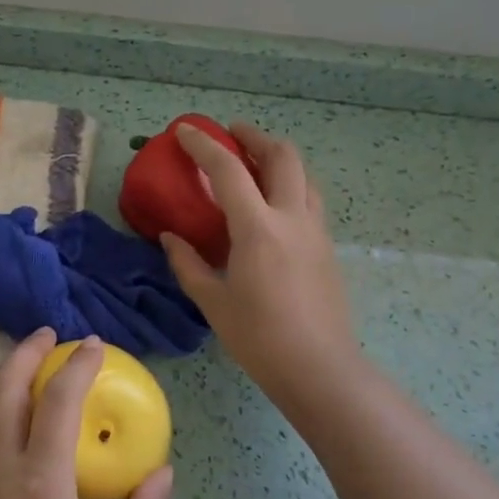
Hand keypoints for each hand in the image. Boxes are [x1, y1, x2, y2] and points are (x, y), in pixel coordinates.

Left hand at [0, 330, 174, 498]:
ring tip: (23, 361)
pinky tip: (1, 410)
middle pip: (6, 388)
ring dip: (0, 373)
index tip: (94, 344)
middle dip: (27, 351)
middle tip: (49, 334)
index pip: (57, 401)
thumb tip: (165, 472)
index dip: (77, 366)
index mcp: (41, 479)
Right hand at [160, 122, 360, 397]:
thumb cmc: (258, 337)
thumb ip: (187, 263)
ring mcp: (316, 230)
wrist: (319, 368)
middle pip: (282, 156)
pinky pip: (309, 198)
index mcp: (258, 229)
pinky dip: (289, 184)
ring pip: (303, 174)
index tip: (185, 131)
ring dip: (277, 158)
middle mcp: (292, 218)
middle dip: (254, 137)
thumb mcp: (212, 301)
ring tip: (253, 162)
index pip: (228, 171)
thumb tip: (170, 237)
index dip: (204, 145)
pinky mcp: (328, 246)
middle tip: (231, 134)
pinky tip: (272, 204)